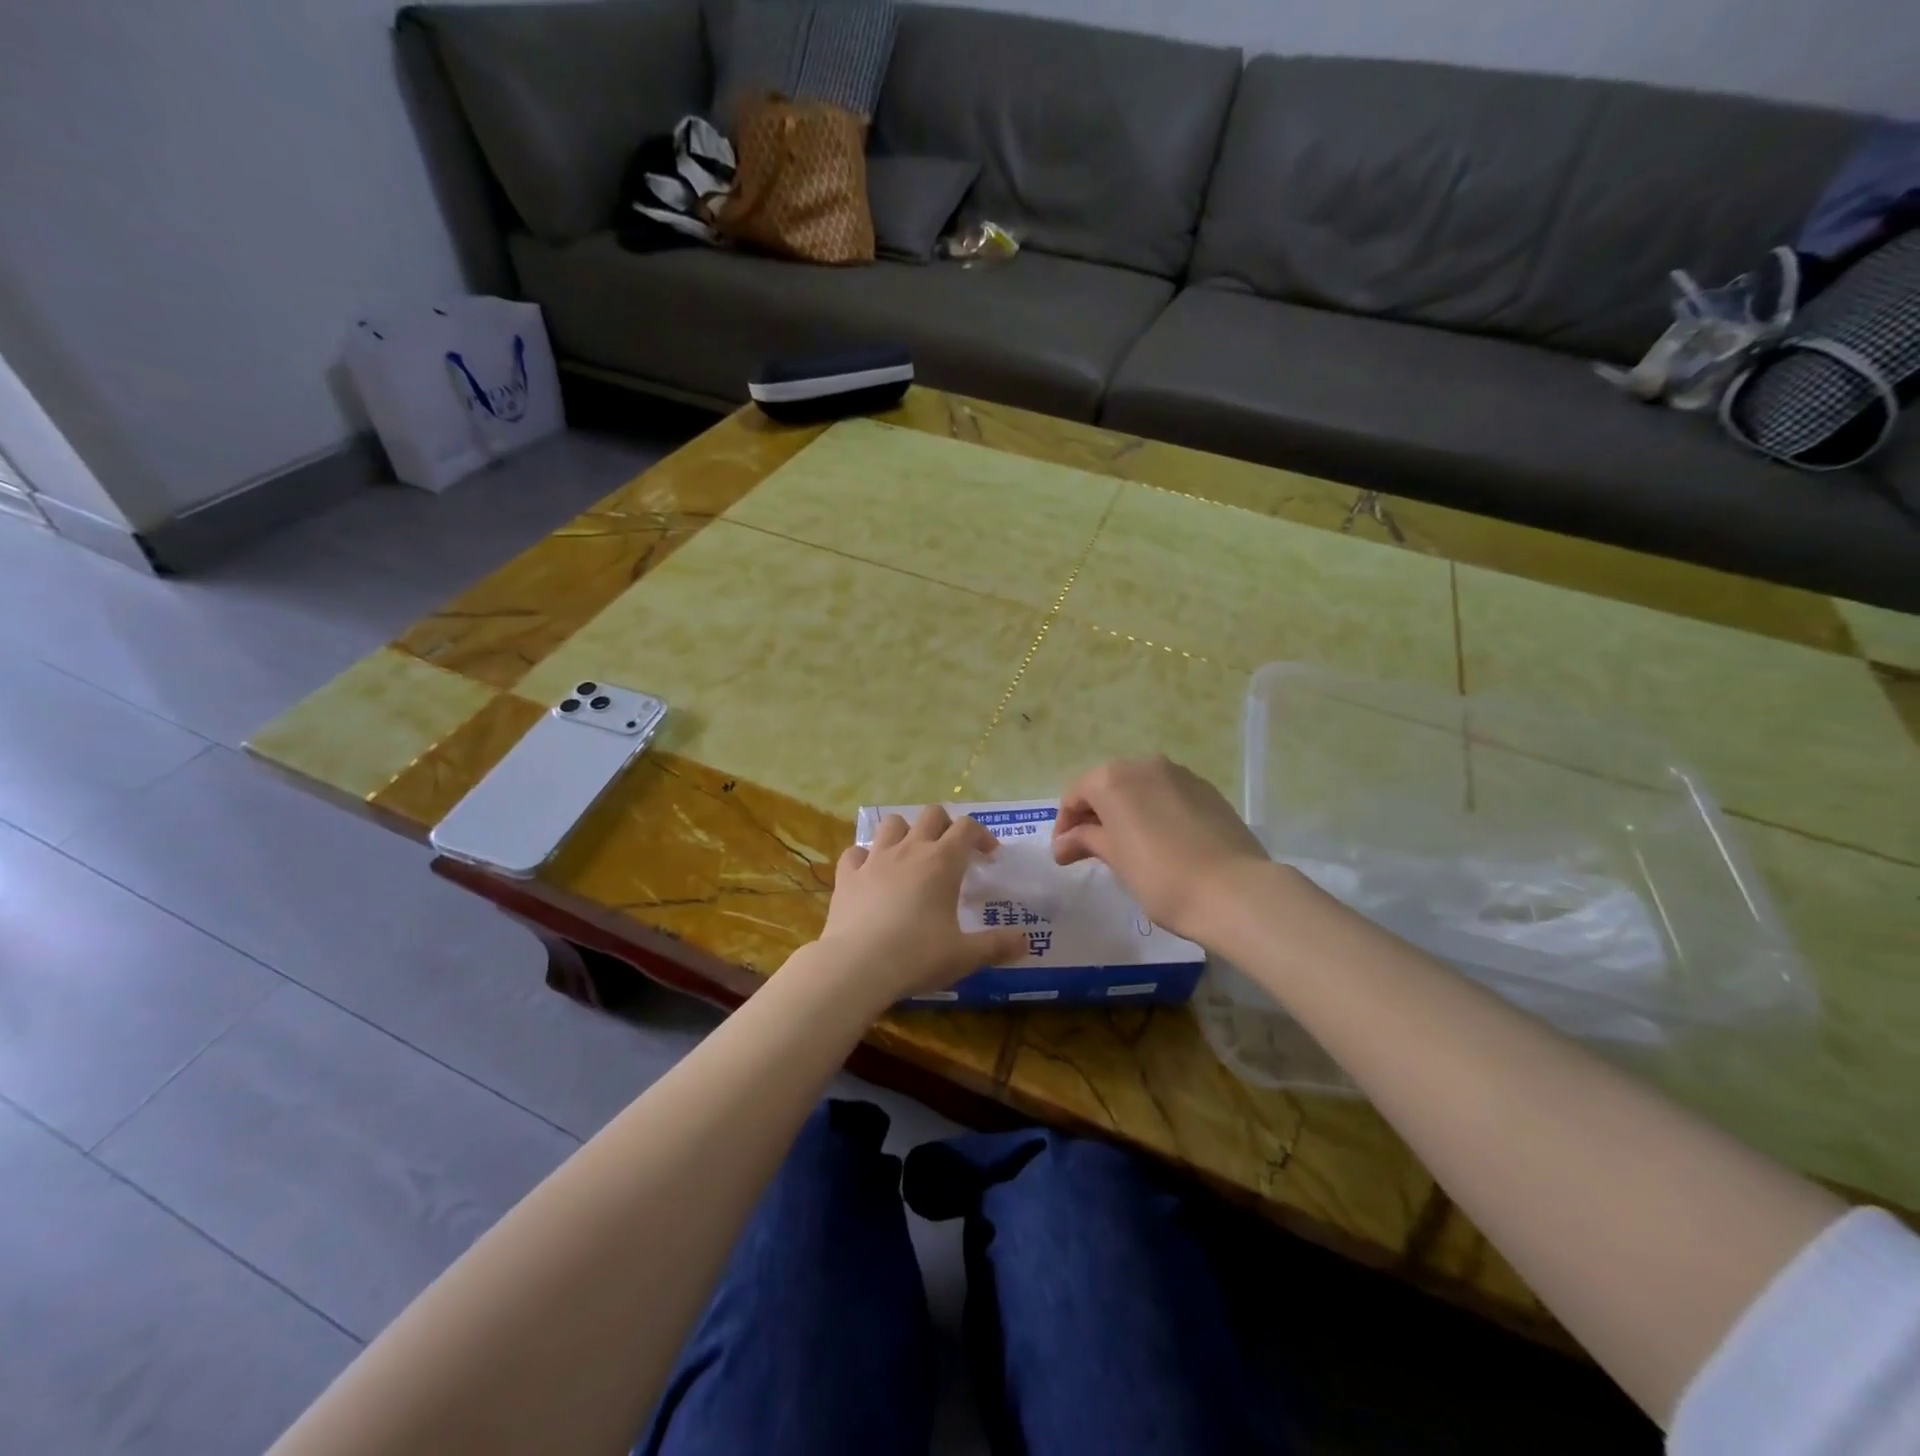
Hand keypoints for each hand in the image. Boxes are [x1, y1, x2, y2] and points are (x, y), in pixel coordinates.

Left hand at [814, 806, 1028, 1004]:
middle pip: (931, 814)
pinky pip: (855, 852)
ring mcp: (875, 859)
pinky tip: (870, 874)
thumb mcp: (965, 956)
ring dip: (905, 832)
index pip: (967, 827)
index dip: (982, 836)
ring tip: (911, 854)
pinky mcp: (847, 875)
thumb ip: (997, 946)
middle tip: (952, 851)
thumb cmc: (917, 955)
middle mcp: (910, 849)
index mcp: (943, 861)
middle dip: (946, 825)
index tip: (988, 856)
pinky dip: (865, 857)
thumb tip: (1025, 943)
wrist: (857, 966)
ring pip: (891, 823)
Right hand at [1053, 756, 1268, 942]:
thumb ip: (1086, 840)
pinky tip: (1160, 840)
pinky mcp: (1206, 789)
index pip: (1075, 796)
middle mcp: (1143, 765)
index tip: (1064, 854)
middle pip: (1107, 785)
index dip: (1065, 825)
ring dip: (1126, 811)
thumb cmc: (1161, 877)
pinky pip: (1167, 794)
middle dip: (1095, 815)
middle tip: (1090, 849)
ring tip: (1126, 845)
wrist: (1234, 890)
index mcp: (1112, 779)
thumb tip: (1064, 842)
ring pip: (1139, 787)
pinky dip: (1154, 811)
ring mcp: (1179, 774)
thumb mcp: (1116, 859)